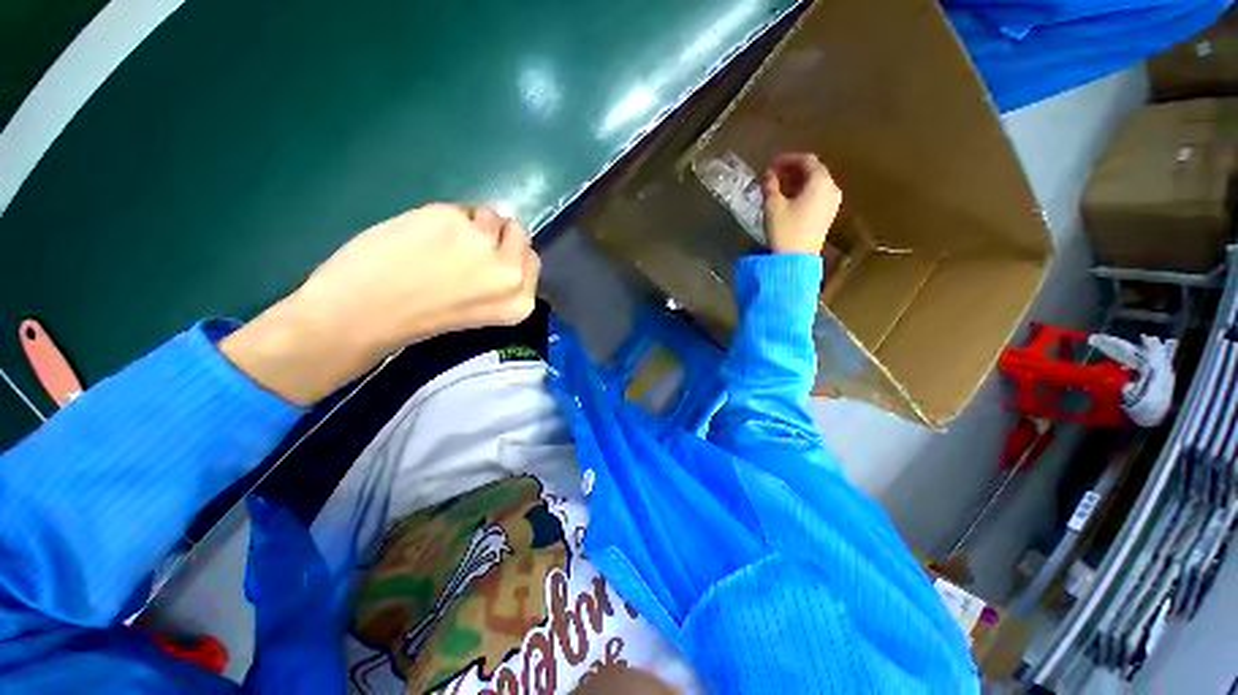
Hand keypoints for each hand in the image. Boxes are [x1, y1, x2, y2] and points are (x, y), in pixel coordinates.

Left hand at [221, 204, 539, 403]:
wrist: (363, 315)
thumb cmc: (421, 319)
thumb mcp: (482, 309)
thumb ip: (500, 280)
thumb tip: (503, 240)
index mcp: (519, 303)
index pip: (531, 261)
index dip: (509, 255)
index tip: (489, 260)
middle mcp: (511, 274)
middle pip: (519, 233)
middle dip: (496, 236)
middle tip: (465, 250)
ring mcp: (484, 245)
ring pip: (492, 214)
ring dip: (471, 223)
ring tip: (440, 244)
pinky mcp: (452, 220)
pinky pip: (459, 208)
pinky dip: (441, 218)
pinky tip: (420, 237)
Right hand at [762, 153, 842, 254]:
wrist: (796, 259)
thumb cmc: (785, 230)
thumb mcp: (773, 205)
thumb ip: (770, 185)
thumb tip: (769, 174)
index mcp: (820, 181)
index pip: (807, 160)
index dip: (788, 159)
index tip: (771, 164)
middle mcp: (831, 188)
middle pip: (814, 171)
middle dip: (793, 170)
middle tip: (774, 175)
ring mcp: (832, 203)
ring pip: (816, 184)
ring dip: (798, 182)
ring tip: (779, 188)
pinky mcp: (828, 215)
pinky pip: (818, 196)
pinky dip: (804, 192)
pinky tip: (790, 200)